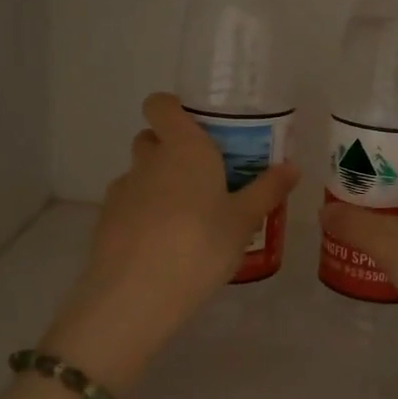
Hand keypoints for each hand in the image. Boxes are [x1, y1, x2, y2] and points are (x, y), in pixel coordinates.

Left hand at [42, 92, 298, 392]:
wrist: (136, 294)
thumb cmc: (200, 246)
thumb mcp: (243, 222)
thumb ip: (266, 191)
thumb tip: (292, 167)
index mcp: (183, 148)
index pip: (161, 104)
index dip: (173, 108)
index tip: (197, 127)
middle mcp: (148, 160)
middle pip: (151, 138)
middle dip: (171, 149)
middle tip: (202, 177)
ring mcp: (122, 189)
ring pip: (140, 174)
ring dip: (158, 184)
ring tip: (185, 219)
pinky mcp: (106, 220)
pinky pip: (128, 204)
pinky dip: (142, 214)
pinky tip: (161, 245)